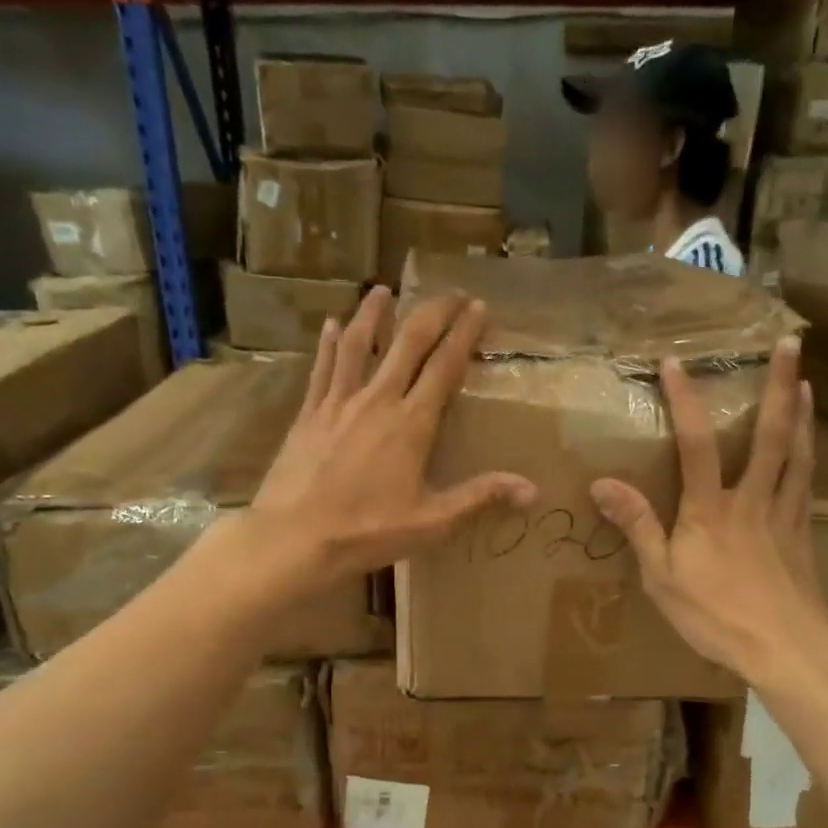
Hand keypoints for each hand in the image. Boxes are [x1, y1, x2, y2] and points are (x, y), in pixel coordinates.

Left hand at [251, 287, 536, 579]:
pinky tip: (329, 324)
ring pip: (357, 344)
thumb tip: (533, 490)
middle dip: (432, 312)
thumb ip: (480, 497)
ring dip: (373, 313)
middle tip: (450, 293)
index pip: (445, 365)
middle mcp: (377, 400)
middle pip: (407, 342)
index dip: (464, 333)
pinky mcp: (308, 413)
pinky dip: (327, 343)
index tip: (479, 306)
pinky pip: (321, 368)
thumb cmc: (366, 531)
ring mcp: (338, 402)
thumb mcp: (432, 521)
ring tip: (383, 288)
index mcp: (411, 423)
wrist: (294, 538)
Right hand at [589, 335, 827, 681]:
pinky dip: (810, 453)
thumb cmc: (716, 614)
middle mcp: (752, 499)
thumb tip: (602, 482)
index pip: (696, 444)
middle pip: (770, 434)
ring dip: (801, 412)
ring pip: (797, 452)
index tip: (675, 362)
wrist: (787, 648)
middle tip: (790, 342)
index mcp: (710, 509)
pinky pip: (808, 481)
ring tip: (804, 379)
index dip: (685, 400)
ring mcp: (784, 513)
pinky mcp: (803, 532)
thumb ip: (637, 526)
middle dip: (778, 385)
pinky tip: (811, 444)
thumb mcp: (661, 576)